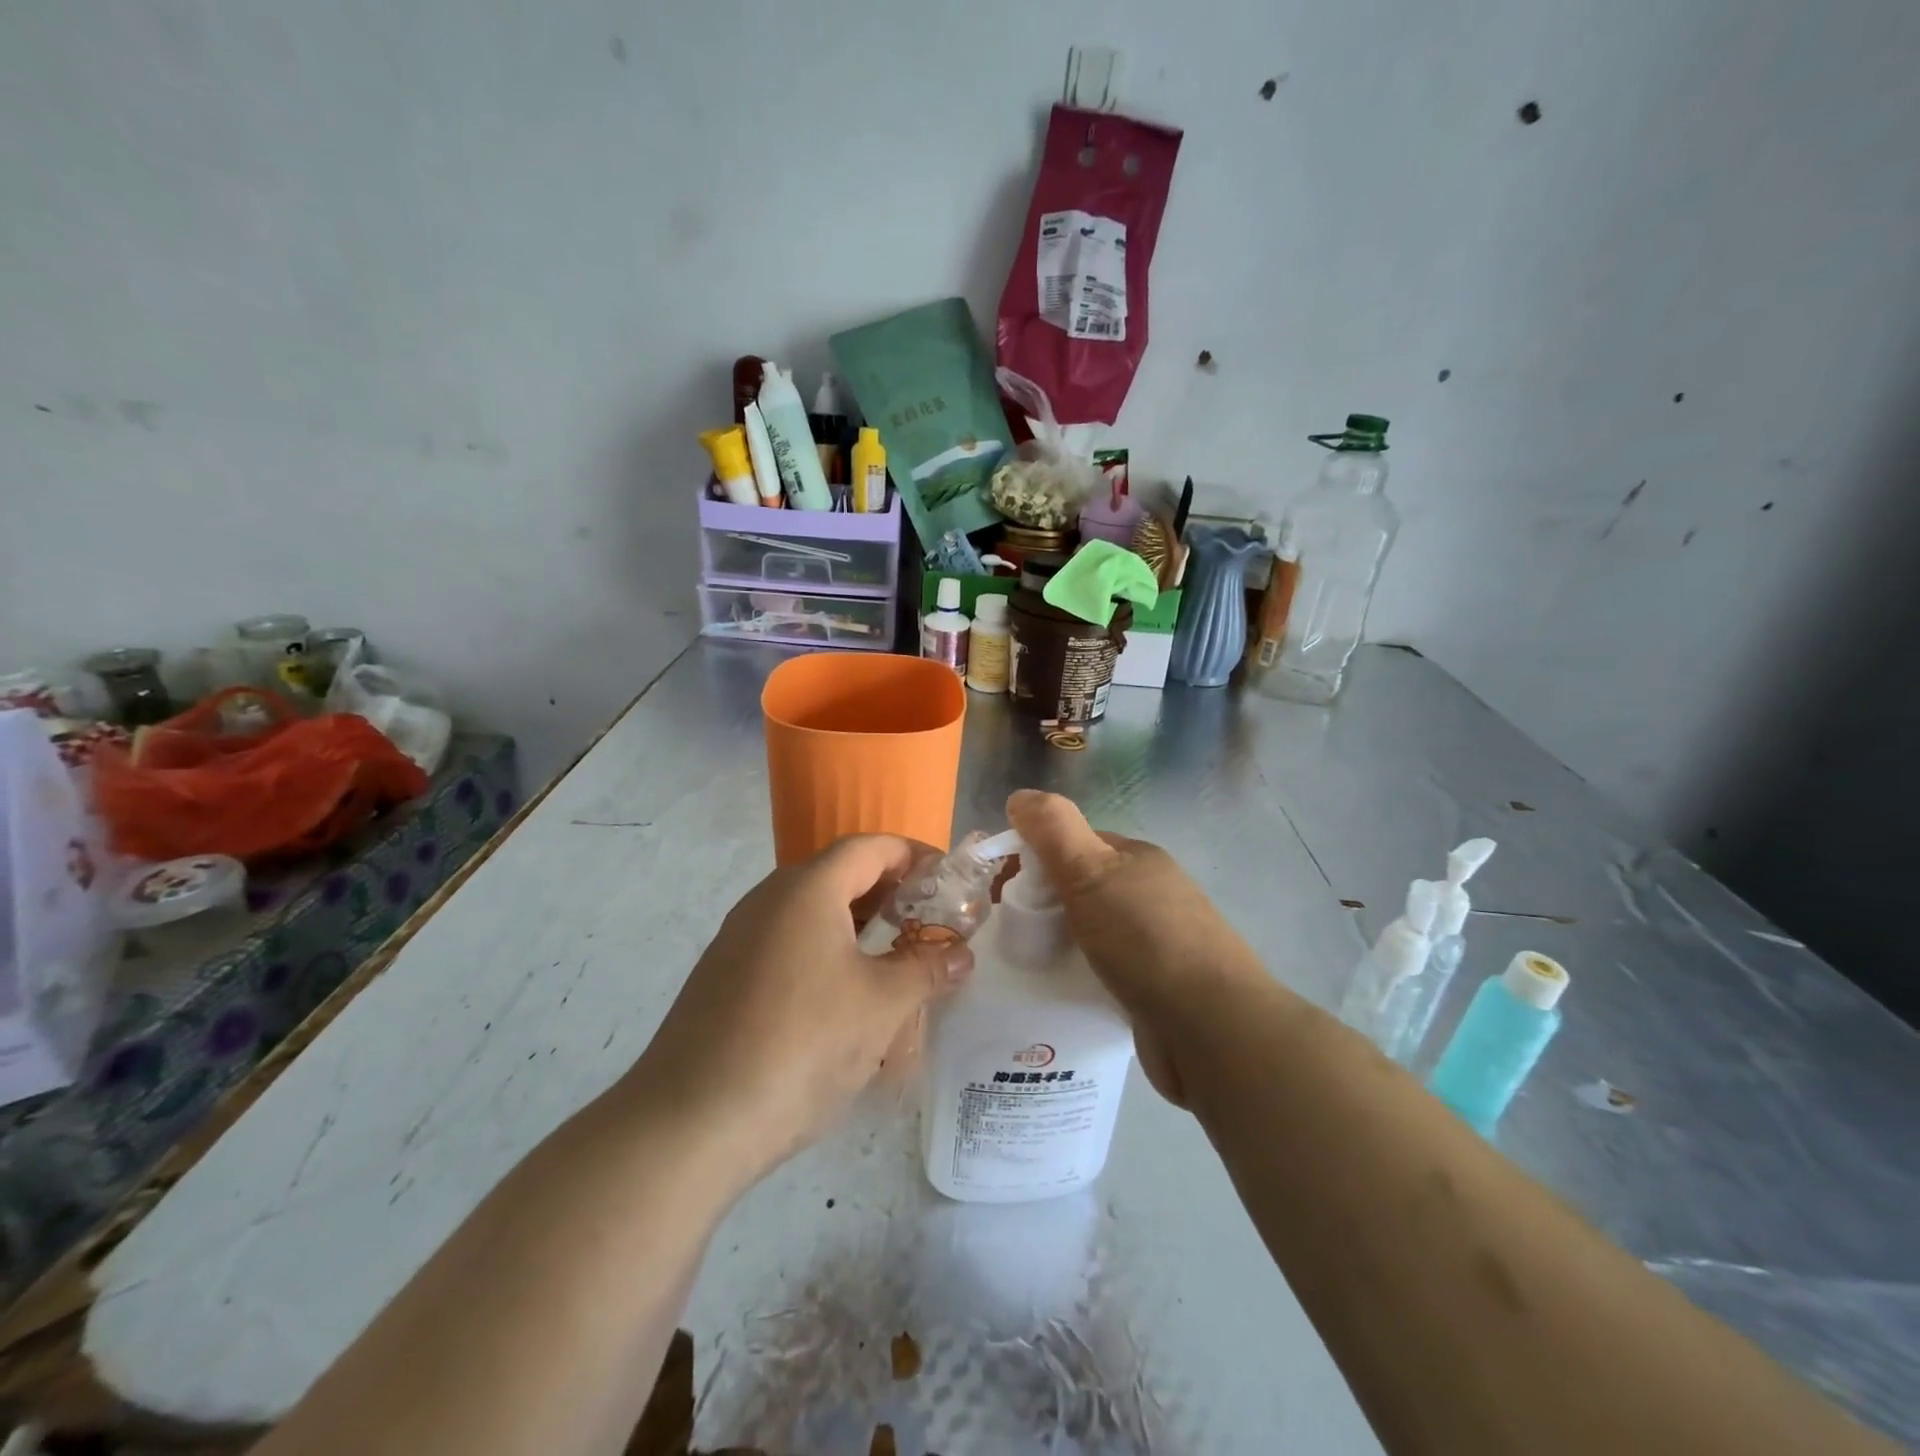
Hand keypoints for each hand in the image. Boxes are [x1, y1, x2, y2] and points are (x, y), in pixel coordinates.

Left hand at [629, 834, 973, 1182]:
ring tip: (895, 958)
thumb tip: (962, 954)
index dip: (915, 856)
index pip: (871, 847)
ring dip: (857, 924)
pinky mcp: (724, 975)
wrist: (690, 1122)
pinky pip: (787, 942)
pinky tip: (843, 996)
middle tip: (929, 922)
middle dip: (890, 892)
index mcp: (807, 889)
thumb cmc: (801, 1046)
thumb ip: (927, 969)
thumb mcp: (881, 1006)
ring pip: (811, 911)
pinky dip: (825, 950)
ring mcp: (739, 937)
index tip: (949, 881)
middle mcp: (768, 899)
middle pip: (839, 874)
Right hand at [1007, 790, 1272, 1107]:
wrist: (1210, 1028)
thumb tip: (1019, 796)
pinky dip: (1079, 975)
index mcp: (1137, 859)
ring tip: (1026, 964)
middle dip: (1042, 903)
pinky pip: (1104, 970)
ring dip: (1059, 942)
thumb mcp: (1091, 870)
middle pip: (1080, 887)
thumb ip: (1052, 829)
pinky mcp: (1156, 987)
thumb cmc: (1145, 938)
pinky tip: (1059, 991)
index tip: (1000, 889)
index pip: (1074, 843)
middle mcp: (1150, 893)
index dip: (1033, 856)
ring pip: (1091, 931)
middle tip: (1009, 931)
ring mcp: (1157, 942)